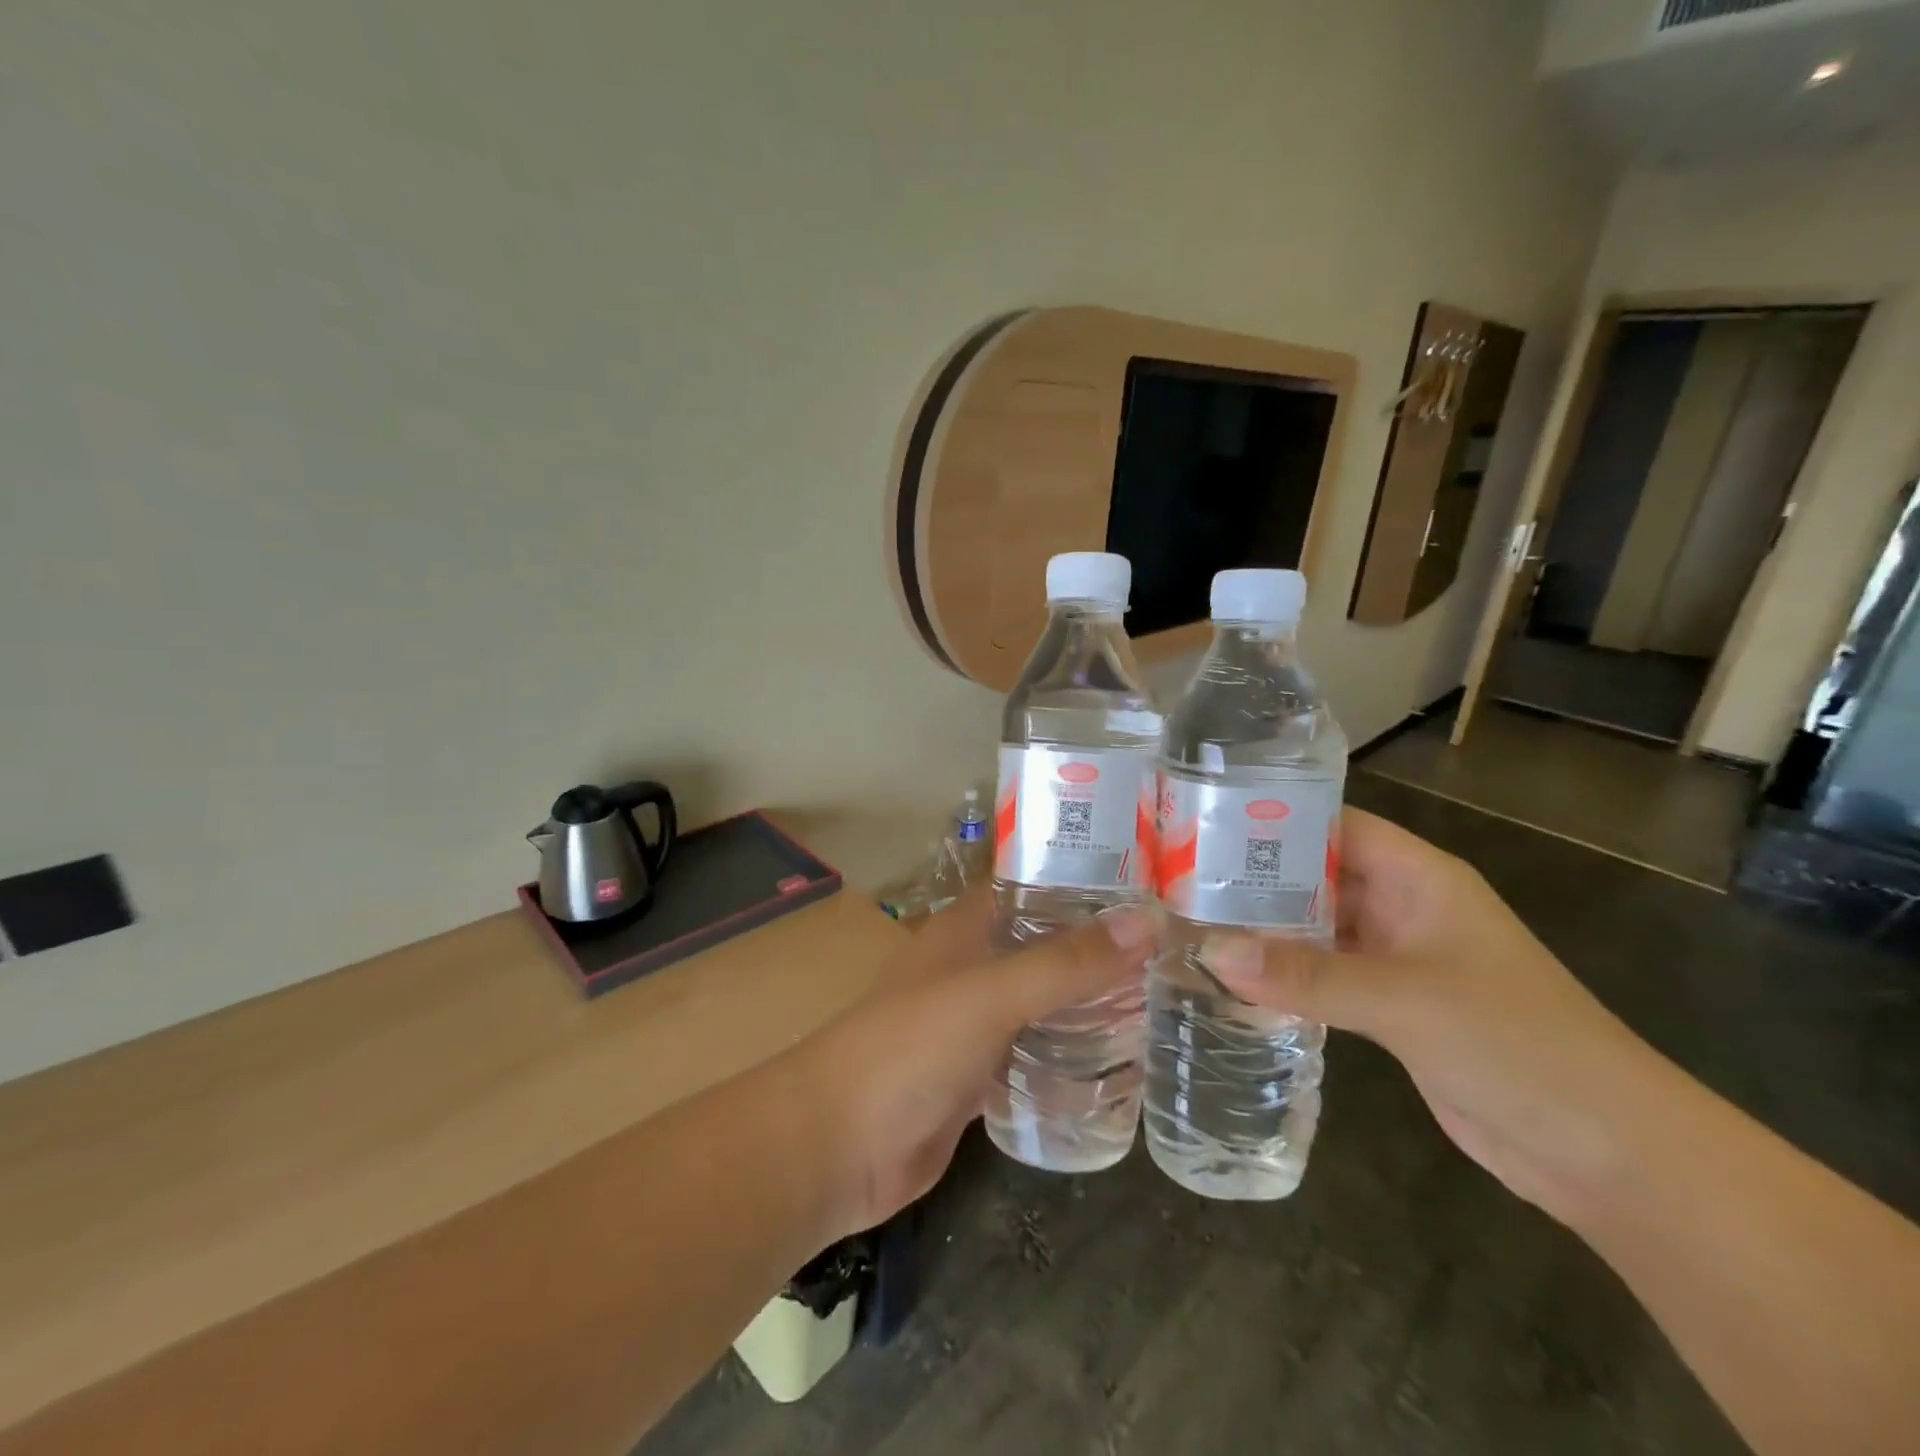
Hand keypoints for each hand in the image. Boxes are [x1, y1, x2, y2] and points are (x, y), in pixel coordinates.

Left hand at [786, 890, 1156, 1237]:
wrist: (836, 1147)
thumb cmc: (908, 1049)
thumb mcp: (990, 996)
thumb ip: (1065, 962)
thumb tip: (1146, 920)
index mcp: (965, 930)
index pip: (1029, 885)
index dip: (1081, 877)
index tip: (1148, 880)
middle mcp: (971, 968)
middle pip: (1042, 945)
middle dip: (1097, 946)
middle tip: (1173, 947)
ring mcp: (973, 1025)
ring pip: (1040, 1001)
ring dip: (1087, 1001)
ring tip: (1161, 999)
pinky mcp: (977, 1078)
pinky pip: (1033, 1055)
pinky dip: (1068, 1055)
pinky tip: (1120, 1062)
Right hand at [1200, 809, 1660, 1214]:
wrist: (1610, 1155)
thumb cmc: (1518, 1045)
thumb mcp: (1405, 999)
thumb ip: (1306, 974)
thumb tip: (1212, 950)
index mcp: (1421, 878)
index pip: (1335, 826)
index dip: (1275, 818)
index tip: (1204, 823)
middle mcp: (1406, 908)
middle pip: (1318, 876)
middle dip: (1256, 878)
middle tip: (1178, 879)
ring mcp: (1399, 960)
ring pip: (1318, 929)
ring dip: (1266, 930)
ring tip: (1191, 923)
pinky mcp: (1392, 1008)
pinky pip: (1326, 976)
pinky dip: (1285, 974)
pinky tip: (1233, 978)